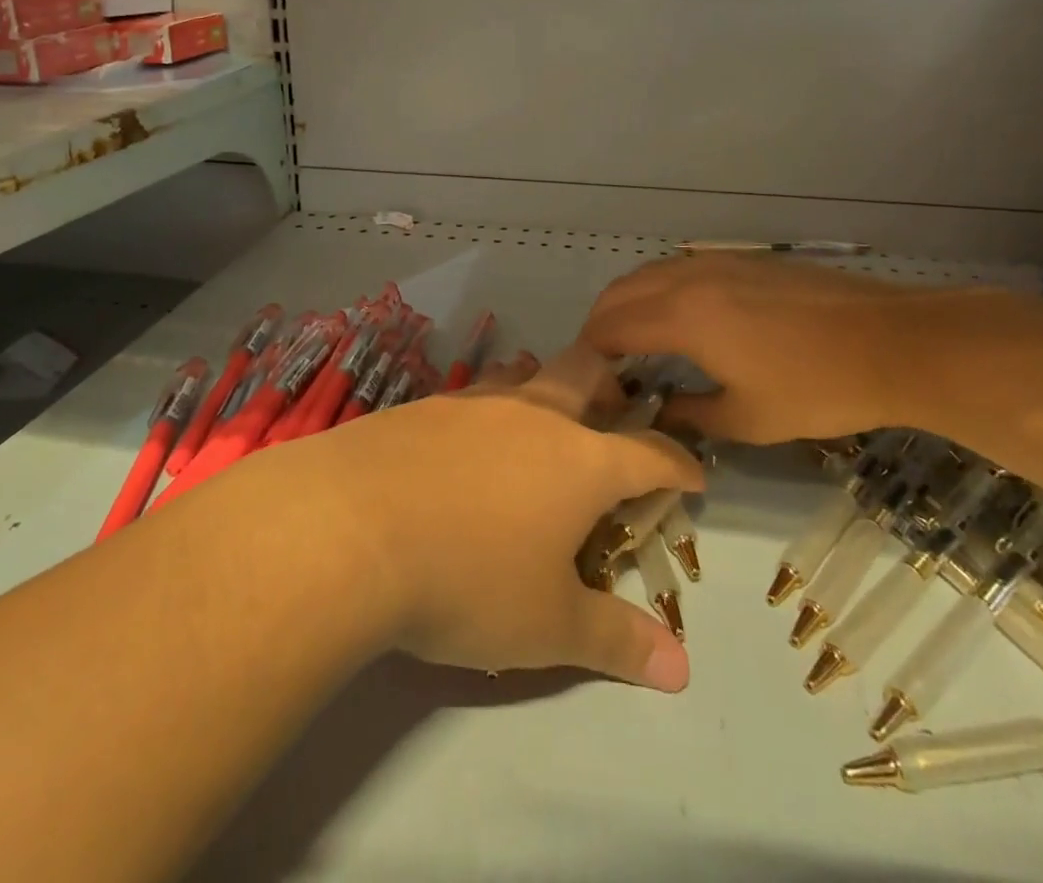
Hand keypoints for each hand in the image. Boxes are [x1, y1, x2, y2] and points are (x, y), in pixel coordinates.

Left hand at [269, 344, 703, 691]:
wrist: (349, 528)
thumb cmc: (467, 579)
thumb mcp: (548, 626)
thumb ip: (616, 640)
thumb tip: (682, 669)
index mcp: (581, 461)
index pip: (649, 454)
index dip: (678, 464)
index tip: (694, 475)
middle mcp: (535, 415)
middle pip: (587, 373)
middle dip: (613, 386)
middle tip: (617, 411)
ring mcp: (476, 403)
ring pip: (527, 373)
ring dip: (546, 384)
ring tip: (547, 411)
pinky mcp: (426, 406)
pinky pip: (476, 393)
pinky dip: (492, 405)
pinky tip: (471, 436)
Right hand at [580, 255, 947, 443]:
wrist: (891, 342)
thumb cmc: (816, 388)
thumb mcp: (749, 419)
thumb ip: (691, 415)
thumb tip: (659, 413)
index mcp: (683, 316)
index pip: (612, 326)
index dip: (591, 352)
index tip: (588, 381)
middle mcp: (690, 278)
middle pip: (622, 290)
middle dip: (600, 323)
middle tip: (601, 362)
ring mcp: (719, 262)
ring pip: (650, 272)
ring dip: (628, 301)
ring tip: (632, 338)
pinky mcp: (744, 260)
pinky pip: (680, 267)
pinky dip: (658, 288)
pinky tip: (677, 316)